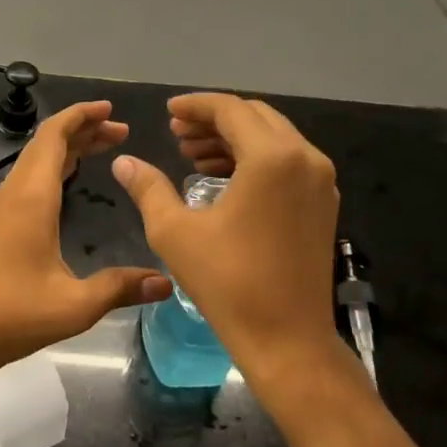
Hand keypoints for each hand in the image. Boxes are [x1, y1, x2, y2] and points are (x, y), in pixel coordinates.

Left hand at [0, 100, 170, 385]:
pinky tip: (70, 177)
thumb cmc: (15, 313)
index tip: (110, 109)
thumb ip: (121, 288)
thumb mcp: (75, 304)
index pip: (53, 137)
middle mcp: (16, 192)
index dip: (81, 116)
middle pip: (46, 142)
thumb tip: (166, 282)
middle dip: (83, 128)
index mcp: (32, 198)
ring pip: (36, 159)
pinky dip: (54, 165)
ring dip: (68, 146)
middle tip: (121, 130)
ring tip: (105, 146)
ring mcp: (4, 205)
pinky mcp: (0, 221)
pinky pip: (30, 177)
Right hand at [112, 93, 352, 384]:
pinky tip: (222, 178)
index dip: (195, 106)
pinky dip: (254, 159)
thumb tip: (123, 161)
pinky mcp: (323, 204)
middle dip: (213, 120)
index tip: (167, 113)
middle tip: (176, 134)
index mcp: (272, 158)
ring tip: (192, 156)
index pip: (230, 110)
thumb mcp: (175, 231)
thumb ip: (148, 187)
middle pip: (255, 117)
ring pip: (273, 138)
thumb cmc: (227, 282)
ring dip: (232, 139)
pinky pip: (286, 162)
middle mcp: (304, 159)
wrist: (287, 339)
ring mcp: (320, 182)